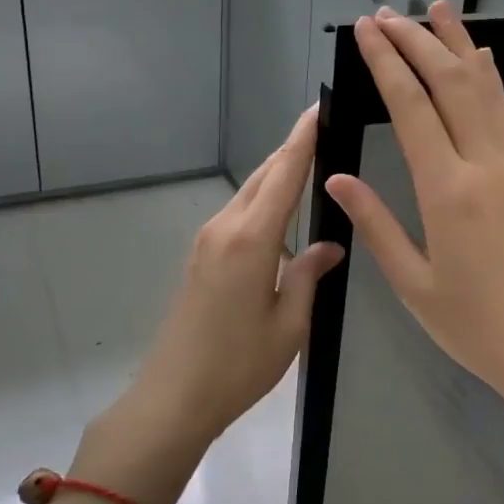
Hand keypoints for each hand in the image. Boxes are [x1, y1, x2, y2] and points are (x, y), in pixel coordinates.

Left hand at [131, 106, 344, 446]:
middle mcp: (224, 228)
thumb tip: (329, 245)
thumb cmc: (239, 365)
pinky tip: (282, 209)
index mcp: (251, 240)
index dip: (303, 139)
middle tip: (324, 129)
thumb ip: (309, 275)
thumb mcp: (289, 324)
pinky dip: (263, 199)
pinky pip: (238, 213)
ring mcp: (207, 241)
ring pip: (249, 193)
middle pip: (263, 176)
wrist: (174, 396)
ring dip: (277, 174)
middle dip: (292, 150)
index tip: (320, 108)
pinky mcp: (201, 256)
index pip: (284, 175)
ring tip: (311, 162)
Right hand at [324, 3, 503, 438]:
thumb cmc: (476, 326)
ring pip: (487, 89)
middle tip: (390, 14)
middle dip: (418, 41)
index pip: (411, 107)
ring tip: (438, 11)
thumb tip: (338, 178)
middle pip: (451, 83)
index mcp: (448, 191)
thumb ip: (376, 224)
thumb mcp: (414, 284)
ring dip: (459, 46)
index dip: (386, 62)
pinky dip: (490, 80)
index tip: (367, 30)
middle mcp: (486, 164)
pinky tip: (482, 62)